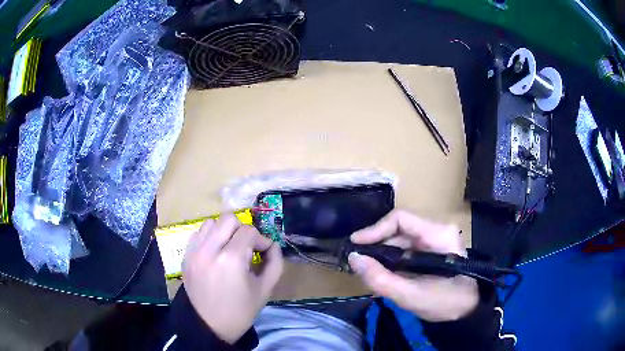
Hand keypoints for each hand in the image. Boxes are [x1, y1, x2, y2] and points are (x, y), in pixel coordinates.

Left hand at [182, 215, 282, 342]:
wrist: (209, 325)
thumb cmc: (240, 311)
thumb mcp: (265, 290)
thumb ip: (275, 263)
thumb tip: (273, 245)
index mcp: (231, 259)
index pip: (249, 231)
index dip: (261, 239)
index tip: (264, 251)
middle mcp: (209, 249)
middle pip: (228, 219)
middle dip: (242, 230)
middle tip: (247, 247)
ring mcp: (194, 251)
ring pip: (211, 223)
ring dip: (224, 231)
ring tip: (229, 248)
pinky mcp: (186, 256)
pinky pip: (198, 234)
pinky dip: (209, 237)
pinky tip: (215, 252)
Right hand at [348, 209, 477, 321]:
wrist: (468, 308)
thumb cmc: (445, 302)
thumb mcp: (410, 296)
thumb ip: (380, 279)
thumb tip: (354, 258)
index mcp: (438, 235)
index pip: (400, 219)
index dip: (375, 229)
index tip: (356, 244)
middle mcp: (437, 230)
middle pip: (399, 228)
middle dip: (376, 243)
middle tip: (358, 261)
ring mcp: (435, 238)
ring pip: (401, 238)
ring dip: (382, 251)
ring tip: (367, 268)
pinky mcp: (433, 248)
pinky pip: (406, 247)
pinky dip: (391, 257)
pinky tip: (383, 270)